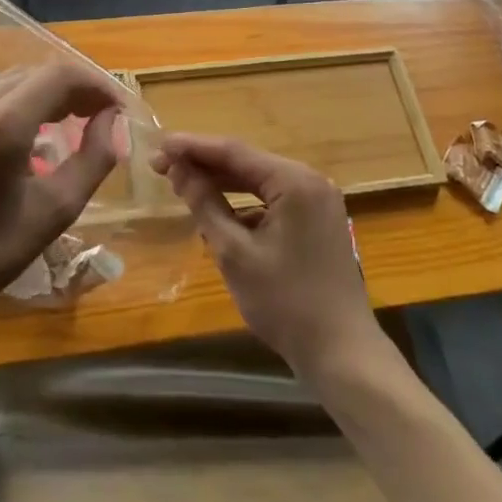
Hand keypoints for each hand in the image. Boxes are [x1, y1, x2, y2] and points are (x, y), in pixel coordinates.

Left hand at [0, 64, 123, 327]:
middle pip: (39, 72)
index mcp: (2, 125)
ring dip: (51, 92)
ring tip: (76, 120)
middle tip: (103, 117)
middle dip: (77, 88)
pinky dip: (24, 100)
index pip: (61, 75)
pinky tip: (36, 128)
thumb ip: (93, 158)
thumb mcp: (55, 211)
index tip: (118, 109)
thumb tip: (112, 120)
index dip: (96, 85)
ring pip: (16, 80)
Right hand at [152, 134, 383, 380]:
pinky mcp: (317, 221)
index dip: (192, 147)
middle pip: (247, 162)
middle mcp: (310, 180)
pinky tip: (218, 213)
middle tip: (161, 167)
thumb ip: (205, 204)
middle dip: (204, 164)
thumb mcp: (235, 253)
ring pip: (259, 181)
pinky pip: (273, 200)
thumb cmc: (285, 304)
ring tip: (182, 184)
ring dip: (223, 183)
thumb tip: (178, 169)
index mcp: (294, 181)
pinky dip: (244, 203)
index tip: (159, 146)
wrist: (343, 354)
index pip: (234, 151)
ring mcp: (317, 200)